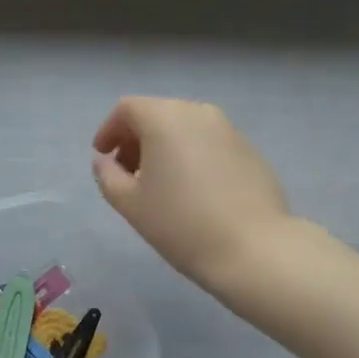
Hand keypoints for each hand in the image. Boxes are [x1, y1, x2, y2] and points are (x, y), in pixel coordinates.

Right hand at [92, 97, 292, 290]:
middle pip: (157, 114)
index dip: (109, 130)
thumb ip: (108, 175)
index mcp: (165, 118)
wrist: (254, 249)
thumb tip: (105, 161)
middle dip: (136, 139)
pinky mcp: (250, 149)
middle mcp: (197, 112)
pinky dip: (192, 155)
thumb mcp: (130, 203)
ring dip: (165, 147)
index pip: (127, 108)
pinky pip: (209, 143)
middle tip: (128, 173)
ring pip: (185, 127)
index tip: (103, 157)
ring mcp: (228, 129)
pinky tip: (194, 191)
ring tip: (160, 184)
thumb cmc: (181, 223)